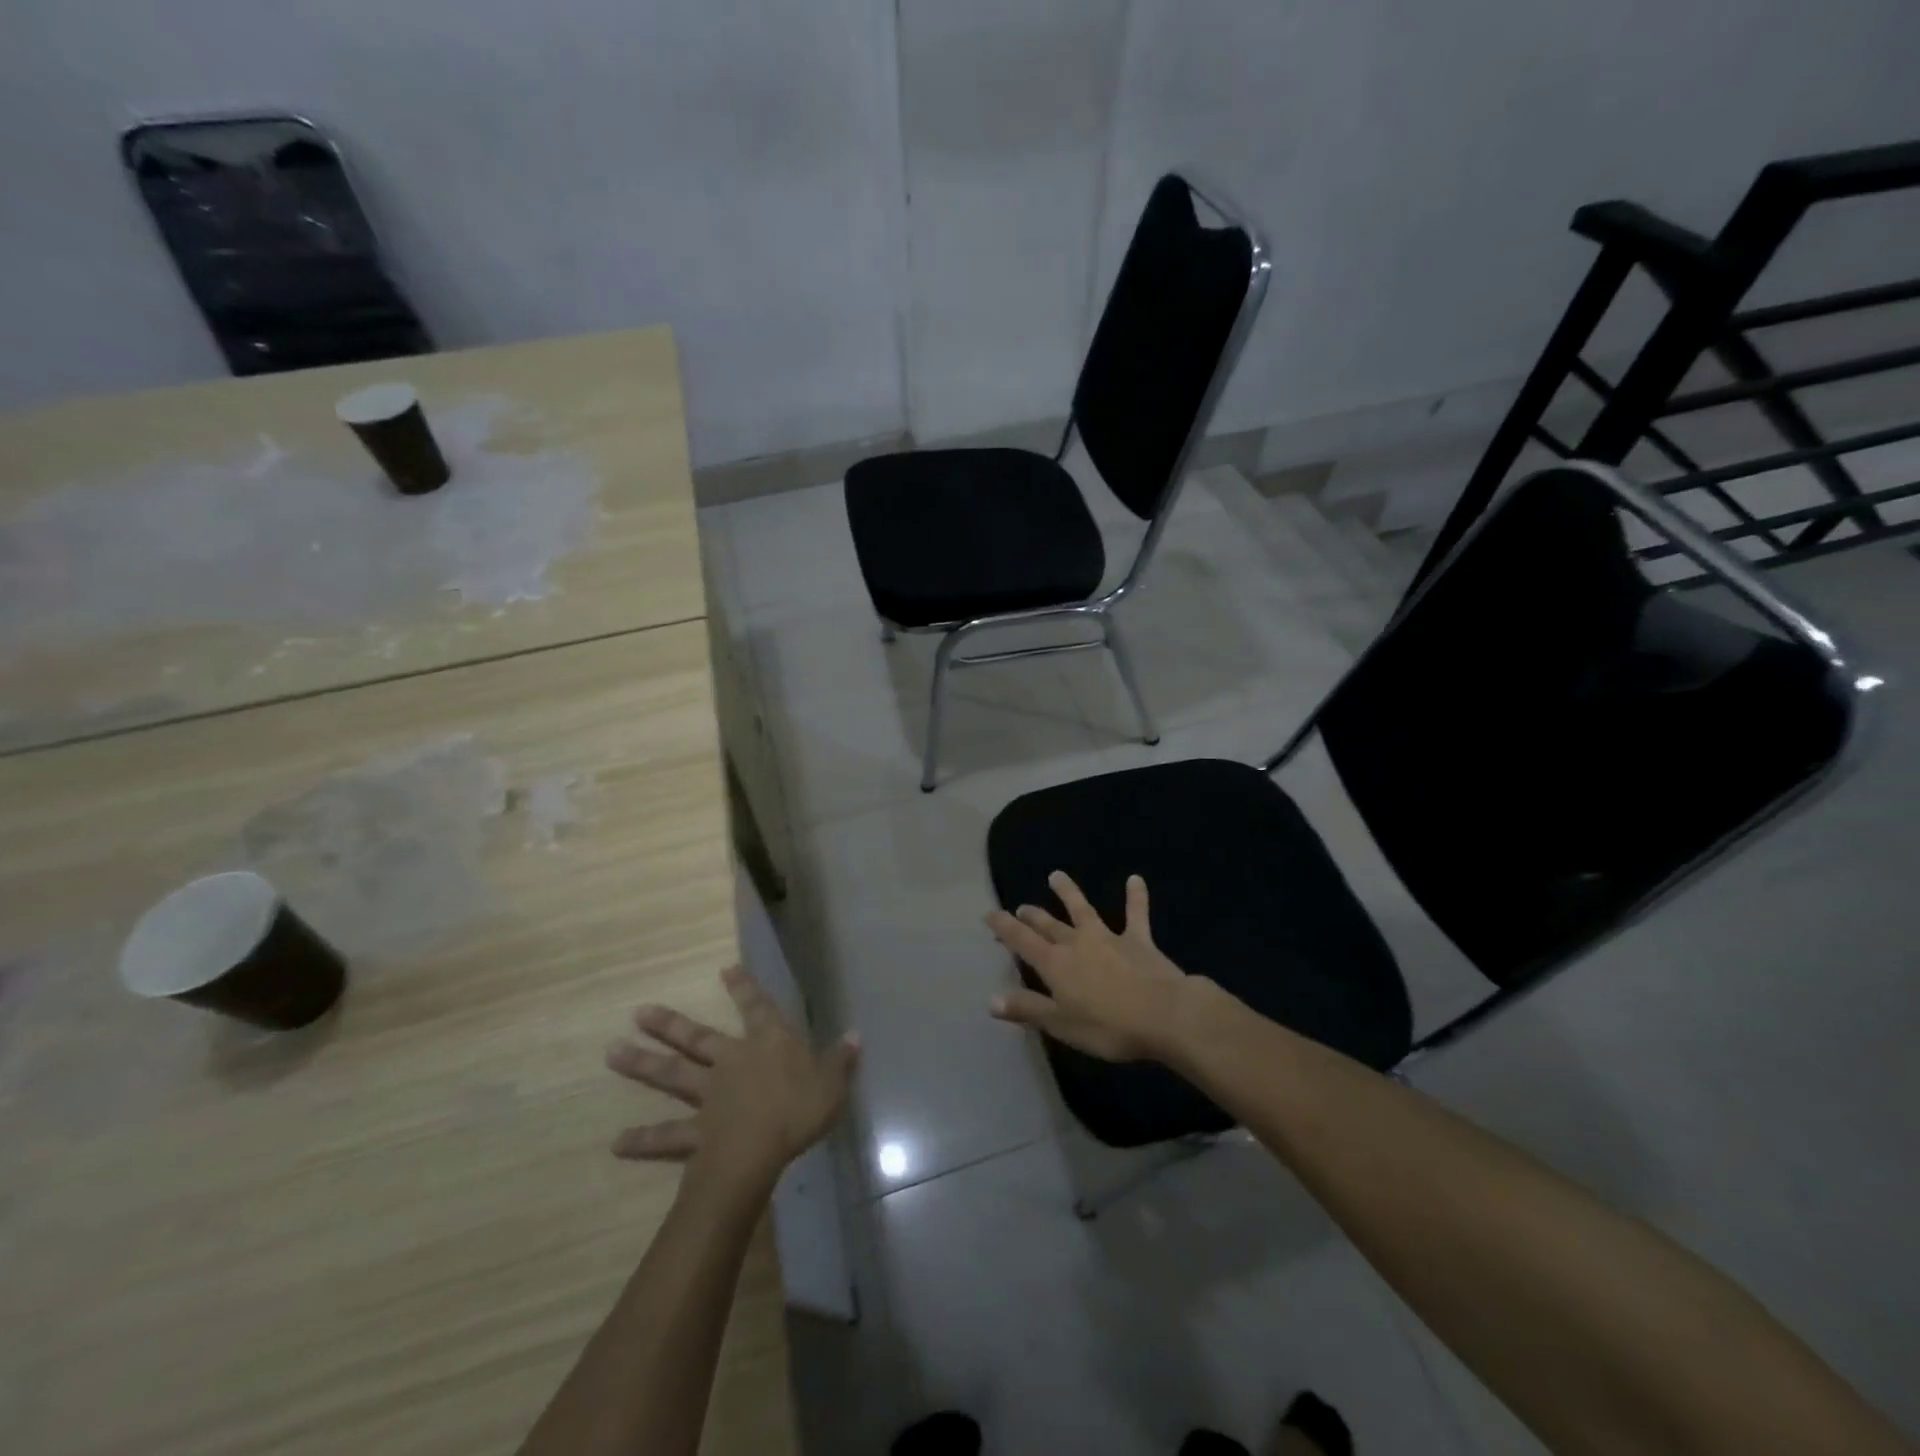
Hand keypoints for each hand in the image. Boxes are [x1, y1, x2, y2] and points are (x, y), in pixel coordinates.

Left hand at [606, 965, 858, 1192]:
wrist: (757, 1152)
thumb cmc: (799, 1111)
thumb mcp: (832, 1084)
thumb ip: (841, 1060)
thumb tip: (855, 1035)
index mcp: (767, 1044)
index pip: (757, 1007)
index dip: (744, 988)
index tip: (725, 970)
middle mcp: (732, 1061)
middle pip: (696, 1038)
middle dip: (669, 1025)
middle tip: (638, 1013)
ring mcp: (708, 1095)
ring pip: (672, 1076)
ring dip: (642, 1065)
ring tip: (611, 1054)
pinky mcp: (695, 1132)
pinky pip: (667, 1136)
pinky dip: (643, 1140)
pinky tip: (617, 1143)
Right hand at [985, 870, 1196, 1062]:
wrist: (1164, 1014)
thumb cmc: (1108, 1026)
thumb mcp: (1061, 1024)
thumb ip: (1027, 1009)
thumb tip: (991, 999)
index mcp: (1055, 964)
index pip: (1021, 941)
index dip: (1003, 927)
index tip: (989, 913)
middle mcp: (1076, 943)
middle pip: (1048, 925)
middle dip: (1032, 916)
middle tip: (1022, 907)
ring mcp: (1108, 937)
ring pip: (1082, 910)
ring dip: (1069, 892)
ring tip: (1057, 876)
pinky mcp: (1138, 940)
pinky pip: (1135, 914)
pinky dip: (1135, 896)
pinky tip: (1135, 879)